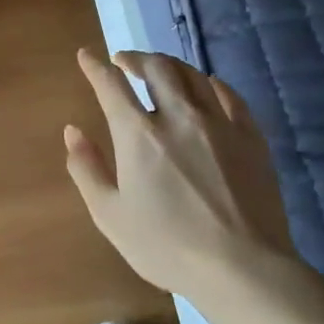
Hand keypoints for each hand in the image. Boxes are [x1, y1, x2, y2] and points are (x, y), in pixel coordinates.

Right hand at [65, 48, 301, 295]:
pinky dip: (210, 84)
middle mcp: (177, 116)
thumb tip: (73, 131)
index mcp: (138, 134)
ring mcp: (218, 123)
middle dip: (135, 58)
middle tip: (124, 61)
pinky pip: (229, 95)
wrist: (242, 268)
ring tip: (160, 71)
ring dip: (169, 66)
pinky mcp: (251, 136)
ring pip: (192, 75)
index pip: (111, 84)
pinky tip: (205, 88)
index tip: (86, 55)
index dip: (95, 66)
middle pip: (156, 67)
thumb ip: (86, 169)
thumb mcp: (110, 215)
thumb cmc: (167, 246)